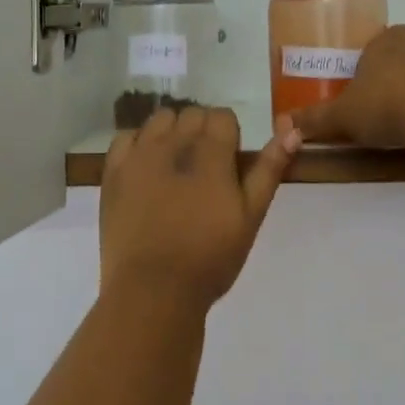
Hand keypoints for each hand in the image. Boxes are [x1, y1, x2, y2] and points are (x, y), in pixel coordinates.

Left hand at [99, 105, 300, 312]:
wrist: (153, 290)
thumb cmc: (210, 257)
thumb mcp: (251, 215)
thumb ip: (269, 169)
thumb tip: (292, 129)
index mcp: (210, 151)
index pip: (222, 116)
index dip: (229, 135)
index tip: (229, 163)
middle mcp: (173, 142)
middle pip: (192, 114)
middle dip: (202, 132)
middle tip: (205, 168)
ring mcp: (139, 154)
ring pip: (160, 119)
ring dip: (171, 132)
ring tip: (175, 165)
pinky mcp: (113, 171)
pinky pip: (126, 137)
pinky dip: (138, 144)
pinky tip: (145, 167)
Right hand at [286, 26, 404, 148]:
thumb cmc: (383, 104)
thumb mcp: (342, 115)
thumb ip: (315, 119)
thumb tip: (284, 124)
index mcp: (383, 42)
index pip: (376, 40)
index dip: (369, 57)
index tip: (361, 79)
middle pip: (401, 53)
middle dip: (391, 71)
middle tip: (376, 98)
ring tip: (398, 117)